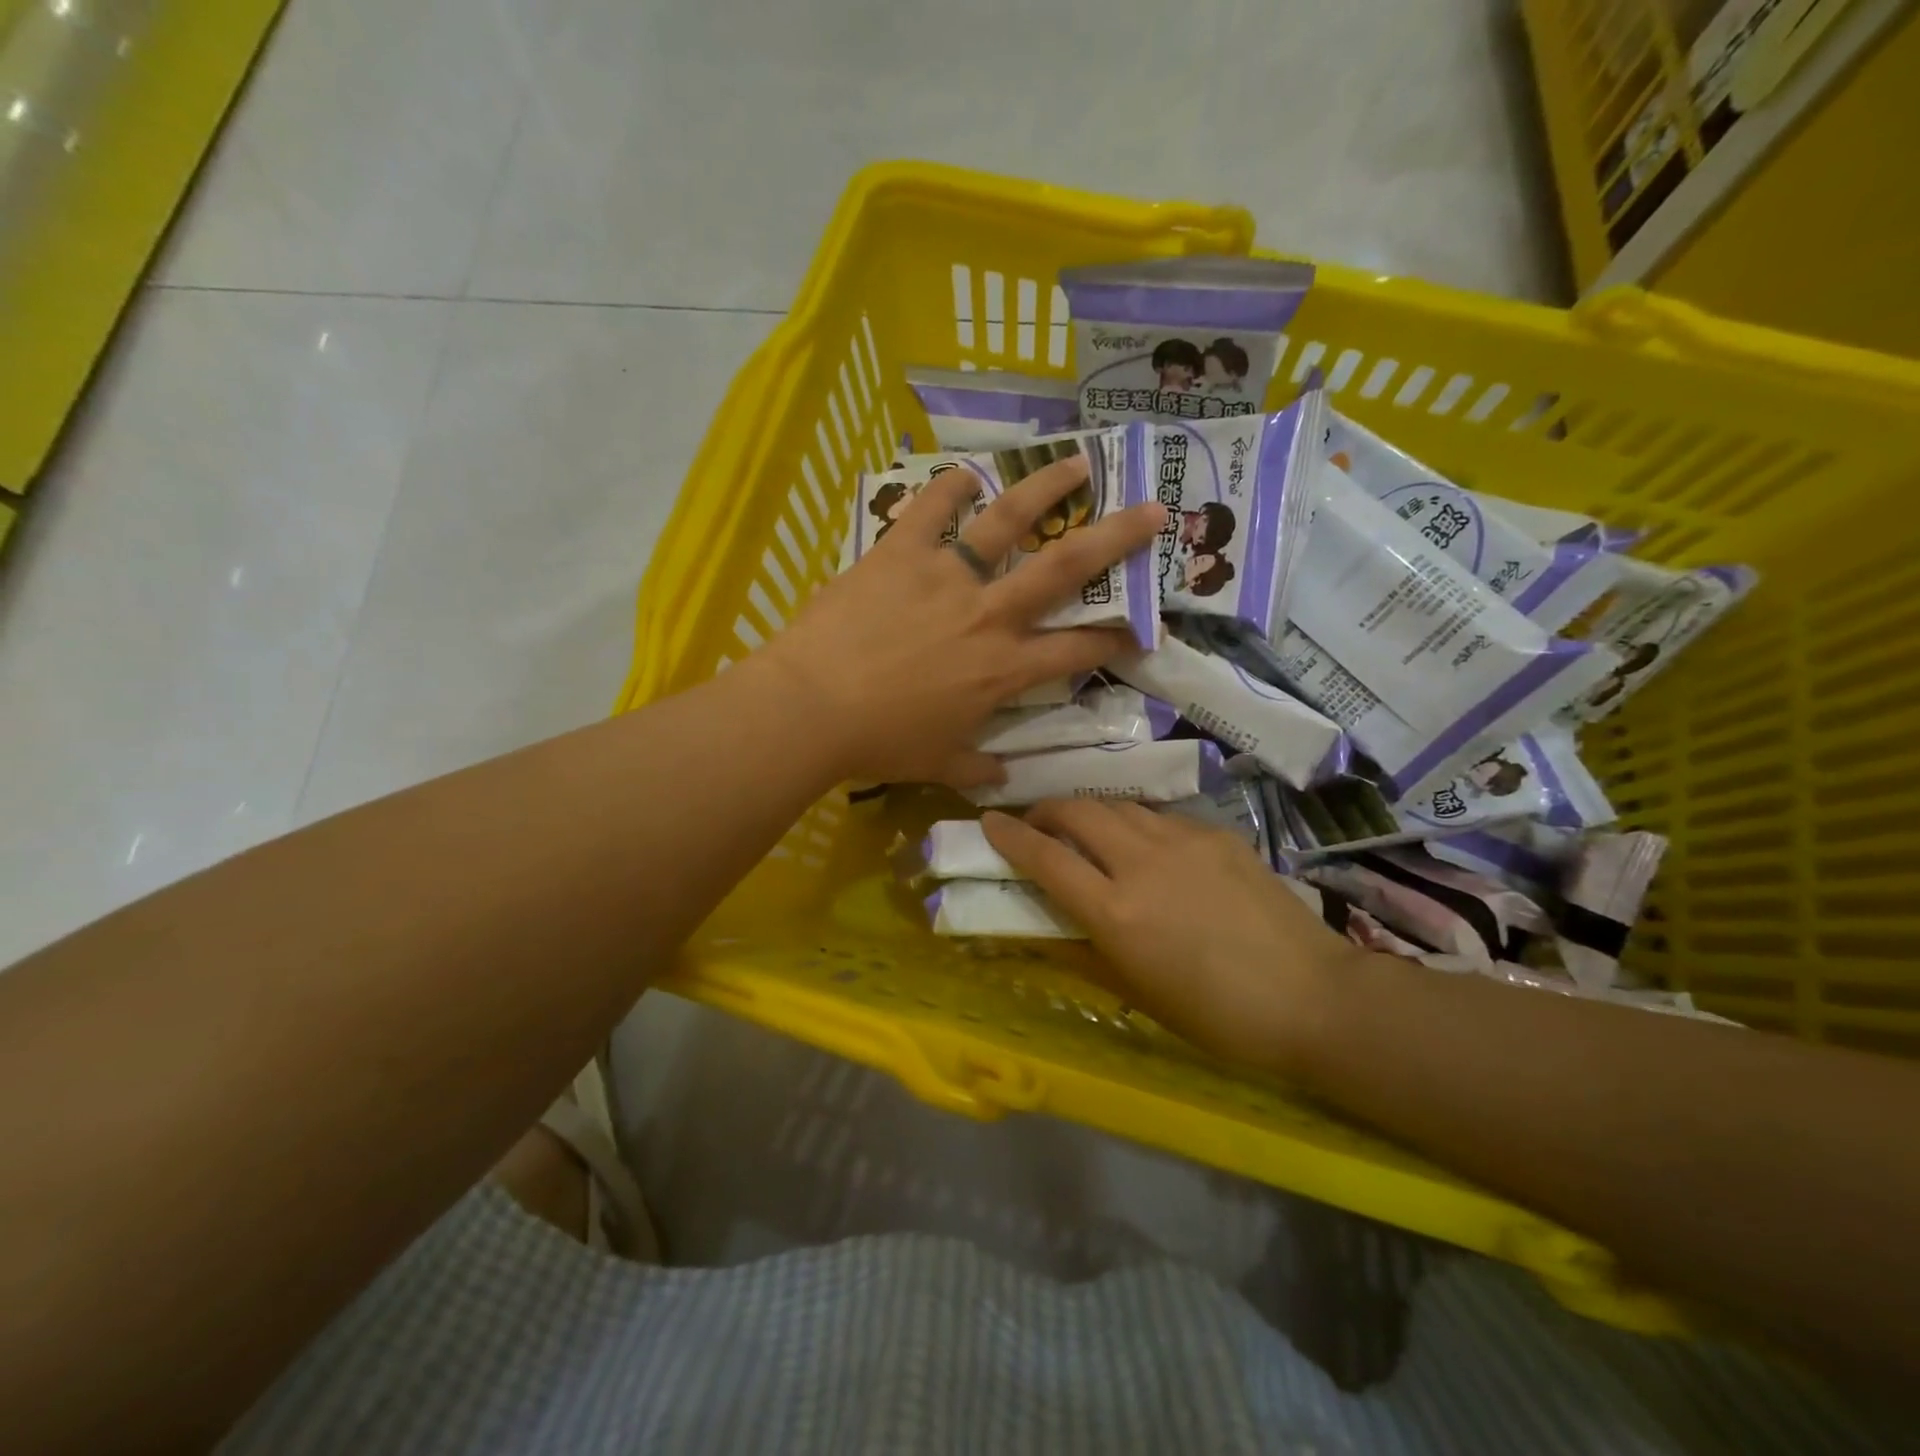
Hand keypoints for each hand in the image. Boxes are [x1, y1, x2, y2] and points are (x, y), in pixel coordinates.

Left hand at [763, 455, 1163, 787]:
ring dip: (1047, 488)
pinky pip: (931, 510)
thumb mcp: (936, 764)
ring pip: (1008, 520)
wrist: (812, 708)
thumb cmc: (879, 742)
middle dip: (1116, 538)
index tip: (1141, 629)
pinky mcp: (900, 553)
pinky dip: (949, 487)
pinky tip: (966, 471)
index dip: (1115, 640)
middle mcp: (988, 614)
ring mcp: (946, 576)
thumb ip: (975, 769)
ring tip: (1077, 462)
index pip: (1075, 650)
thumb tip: (1000, 779)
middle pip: (1065, 569)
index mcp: (1002, 669)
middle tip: (1153, 510)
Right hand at [982, 800, 1362, 1072]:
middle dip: (1046, 811)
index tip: (988, 822)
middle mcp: (1143, 862)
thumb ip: (1086, 948)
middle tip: (1038, 825)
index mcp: (1117, 911)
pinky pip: (1162, 818)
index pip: (1046, 858)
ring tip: (1089, 833)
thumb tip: (1050, 924)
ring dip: (1092, 814)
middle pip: (1078, 811)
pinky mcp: (1218, 834)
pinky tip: (1150, 849)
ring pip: (1120, 807)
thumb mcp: (1138, 991)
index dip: (1010, 836)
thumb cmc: (1217, 1015)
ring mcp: (1184, 841)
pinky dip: (1139, 826)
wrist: (1312, 997)